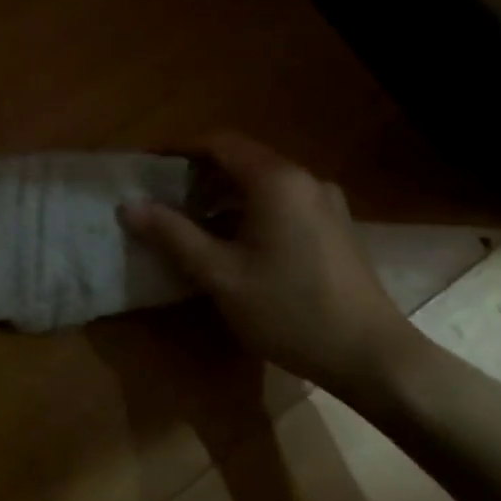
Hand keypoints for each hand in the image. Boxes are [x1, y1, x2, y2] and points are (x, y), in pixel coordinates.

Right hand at [121, 132, 419, 397]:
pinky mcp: (335, 226)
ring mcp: (324, 202)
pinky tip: (233, 241)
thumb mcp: (221, 275)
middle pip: (241, 159)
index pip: (218, 143)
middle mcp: (303, 179)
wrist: (372, 357)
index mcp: (276, 180)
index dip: (178, 150)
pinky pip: (281, 201)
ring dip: (223, 194)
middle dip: (198, 174)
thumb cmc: (290, 310)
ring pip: (261, 182)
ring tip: (190, 221)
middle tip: (162, 198)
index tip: (146, 166)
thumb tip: (128, 206)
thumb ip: (173, 235)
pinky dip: (249, 209)